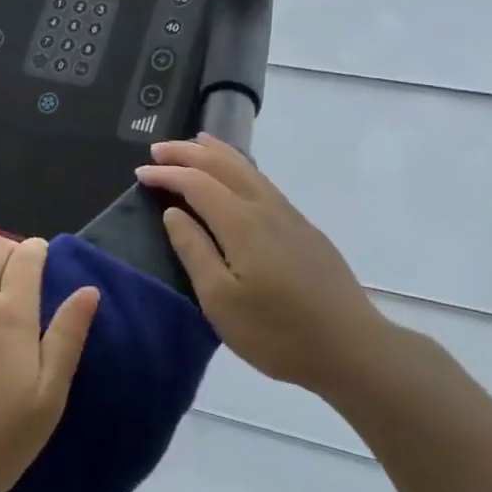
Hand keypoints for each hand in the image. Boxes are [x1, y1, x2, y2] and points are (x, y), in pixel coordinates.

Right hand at [135, 135, 403, 397]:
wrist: (351, 348)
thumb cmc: (277, 332)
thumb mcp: (221, 301)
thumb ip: (194, 251)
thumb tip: (173, 213)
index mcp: (241, 223)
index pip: (197, 183)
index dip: (167, 174)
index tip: (140, 173)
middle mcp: (266, 208)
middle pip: (224, 166)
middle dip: (188, 153)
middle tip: (158, 149)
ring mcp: (290, 216)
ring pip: (248, 169)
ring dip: (217, 153)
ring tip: (196, 143)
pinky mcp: (304, 229)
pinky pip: (263, 182)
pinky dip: (241, 168)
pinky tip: (238, 176)